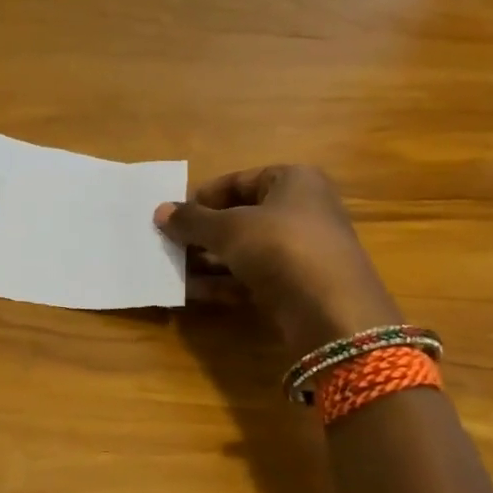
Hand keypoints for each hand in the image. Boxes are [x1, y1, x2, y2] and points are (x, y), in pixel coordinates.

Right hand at [154, 165, 400, 354]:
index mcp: (293, 181)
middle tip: (168, 245)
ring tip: (171, 269)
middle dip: (202, 233)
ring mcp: (300, 252)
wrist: (332, 311)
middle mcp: (301, 211)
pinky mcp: (295, 287)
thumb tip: (160, 211)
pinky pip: (250, 278)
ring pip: (243, 250)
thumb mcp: (229, 228)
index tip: (174, 216)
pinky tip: (189, 292)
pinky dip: (221, 283)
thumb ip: (192, 220)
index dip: (203, 197)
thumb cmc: (281, 247)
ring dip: (207, 260)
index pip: (238, 181)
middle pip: (240, 217)